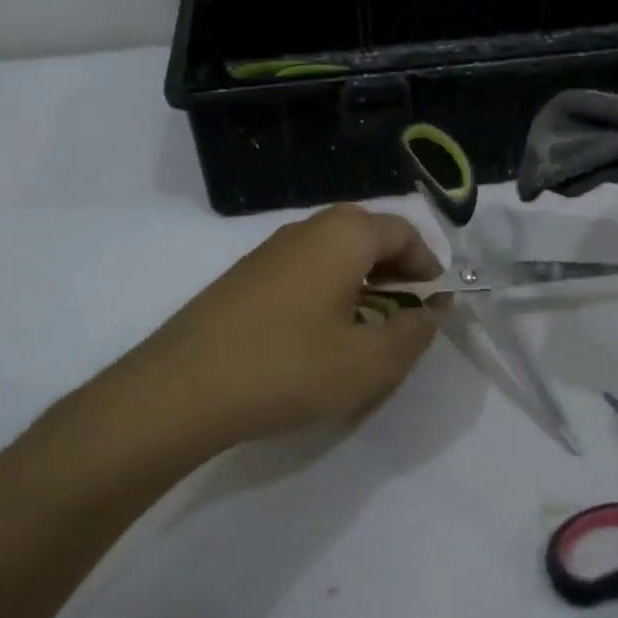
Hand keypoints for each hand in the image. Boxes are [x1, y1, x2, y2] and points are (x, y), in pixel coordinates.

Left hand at [115, 205, 444, 445]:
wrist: (181, 388)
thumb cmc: (289, 367)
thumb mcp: (369, 362)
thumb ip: (414, 334)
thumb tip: (432, 311)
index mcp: (344, 235)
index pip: (403, 232)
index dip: (429, 265)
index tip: (436, 303)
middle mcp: (308, 229)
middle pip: (368, 236)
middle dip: (396, 270)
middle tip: (407, 313)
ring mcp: (271, 250)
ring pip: (334, 253)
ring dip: (363, 282)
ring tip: (368, 329)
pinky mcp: (245, 276)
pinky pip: (305, 270)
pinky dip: (329, 291)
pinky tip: (321, 336)